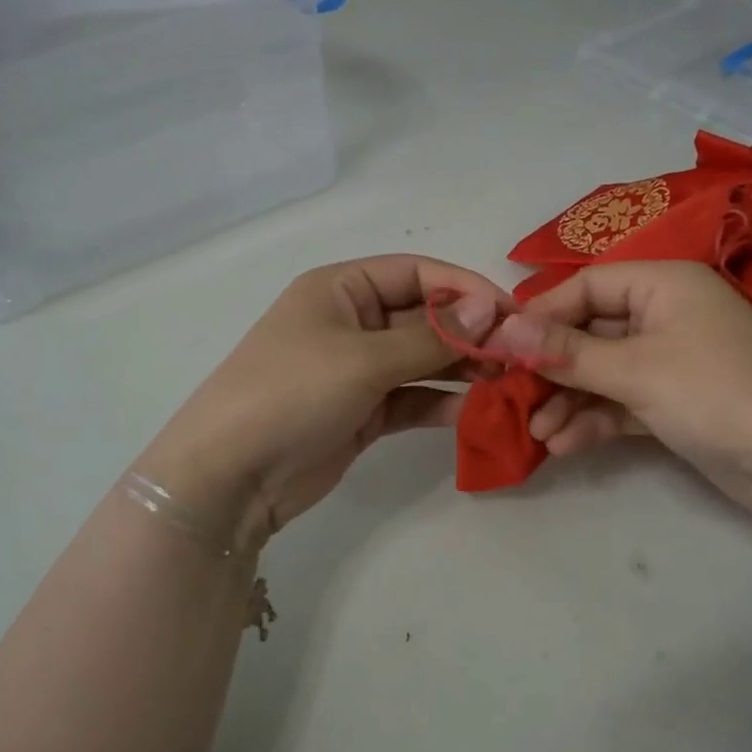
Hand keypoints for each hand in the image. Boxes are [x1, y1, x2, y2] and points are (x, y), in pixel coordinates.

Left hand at [134, 256, 514, 555]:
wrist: (229, 477)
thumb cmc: (291, 393)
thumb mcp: (364, 358)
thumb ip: (432, 338)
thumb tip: (492, 312)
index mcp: (342, 288)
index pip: (418, 273)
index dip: (467, 288)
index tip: (514, 313)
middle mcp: (352, 321)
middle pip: (425, 317)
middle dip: (471, 335)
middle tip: (521, 356)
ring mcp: (357, 369)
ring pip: (423, 361)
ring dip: (463, 371)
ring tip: (509, 385)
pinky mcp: (362, 412)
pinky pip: (412, 399)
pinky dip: (441, 404)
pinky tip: (476, 413)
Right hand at [488, 261, 751, 532]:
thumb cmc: (715, 392)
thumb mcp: (634, 369)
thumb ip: (566, 351)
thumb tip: (502, 330)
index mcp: (663, 284)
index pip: (586, 286)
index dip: (541, 315)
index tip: (499, 347)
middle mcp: (667, 314)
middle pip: (591, 331)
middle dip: (552, 367)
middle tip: (510, 397)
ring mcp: (673, 361)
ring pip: (604, 372)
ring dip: (569, 400)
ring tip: (535, 431)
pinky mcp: (677, 402)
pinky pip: (623, 402)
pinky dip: (595, 419)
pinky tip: (562, 445)